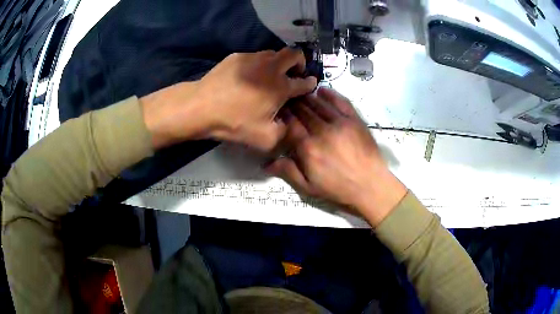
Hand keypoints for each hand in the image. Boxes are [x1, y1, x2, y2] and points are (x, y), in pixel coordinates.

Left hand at [194, 48, 316, 149]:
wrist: (201, 107)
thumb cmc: (234, 122)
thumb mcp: (264, 139)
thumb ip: (284, 133)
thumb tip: (289, 124)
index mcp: (281, 86)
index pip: (305, 81)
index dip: (310, 83)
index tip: (309, 85)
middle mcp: (271, 67)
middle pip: (294, 54)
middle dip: (300, 62)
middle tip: (293, 74)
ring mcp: (253, 59)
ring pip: (274, 53)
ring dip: (278, 63)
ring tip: (269, 76)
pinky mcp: (237, 56)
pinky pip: (254, 57)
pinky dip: (258, 65)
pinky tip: (247, 77)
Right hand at [265, 88, 406, 225]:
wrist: (371, 186)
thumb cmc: (338, 189)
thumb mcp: (309, 188)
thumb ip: (288, 172)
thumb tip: (267, 162)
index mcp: (308, 148)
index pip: (290, 124)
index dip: (283, 115)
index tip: (279, 110)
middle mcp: (321, 131)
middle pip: (303, 111)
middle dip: (293, 104)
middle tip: (287, 99)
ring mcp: (340, 123)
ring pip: (319, 104)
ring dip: (308, 98)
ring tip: (301, 94)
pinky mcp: (355, 120)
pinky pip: (340, 102)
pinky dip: (330, 95)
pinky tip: (322, 90)